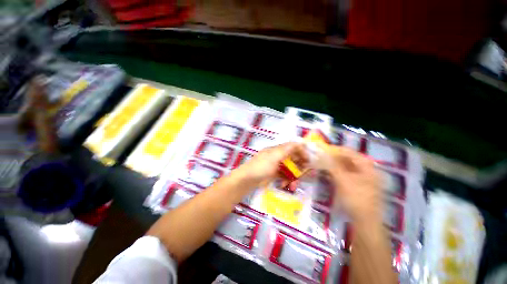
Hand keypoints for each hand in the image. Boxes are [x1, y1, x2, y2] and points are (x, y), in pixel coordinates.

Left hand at [233, 142, 308, 188]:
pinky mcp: (272, 176)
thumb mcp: (274, 156)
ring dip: (293, 177)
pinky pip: (283, 176)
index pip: (293, 147)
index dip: (302, 152)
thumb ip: (287, 149)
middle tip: (303, 175)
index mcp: (277, 150)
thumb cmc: (260, 167)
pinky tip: (286, 186)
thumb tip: (300, 142)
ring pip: (289, 169)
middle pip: (292, 159)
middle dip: (299, 168)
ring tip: (293, 185)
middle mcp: (276, 157)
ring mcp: (274, 167)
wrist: (245, 181)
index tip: (309, 161)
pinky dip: (287, 181)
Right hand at [325, 146, 382, 223]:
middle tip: (321, 161)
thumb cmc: (356, 199)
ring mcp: (369, 181)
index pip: (348, 152)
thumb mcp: (343, 182)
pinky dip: (342, 178)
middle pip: (350, 161)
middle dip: (335, 161)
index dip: (334, 151)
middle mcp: (369, 170)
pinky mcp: (365, 191)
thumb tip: (320, 155)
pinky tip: (334, 181)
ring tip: (325, 170)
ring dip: (338, 170)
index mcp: (367, 164)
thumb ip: (332, 166)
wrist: (367, 222)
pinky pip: (352, 180)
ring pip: (351, 171)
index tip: (320, 151)